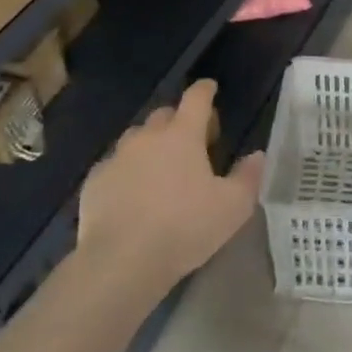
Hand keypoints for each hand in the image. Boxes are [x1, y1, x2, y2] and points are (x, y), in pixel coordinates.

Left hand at [76, 79, 264, 294]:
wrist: (120, 262)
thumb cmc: (184, 228)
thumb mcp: (233, 207)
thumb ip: (248, 176)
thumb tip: (257, 155)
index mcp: (182, 134)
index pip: (196, 97)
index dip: (206, 90)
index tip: (211, 89)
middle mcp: (147, 136)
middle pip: (165, 115)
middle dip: (180, 122)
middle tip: (193, 145)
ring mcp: (117, 157)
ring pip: (137, 139)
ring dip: (152, 146)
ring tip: (161, 171)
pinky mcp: (94, 181)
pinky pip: (115, 166)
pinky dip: (127, 172)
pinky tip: (133, 195)